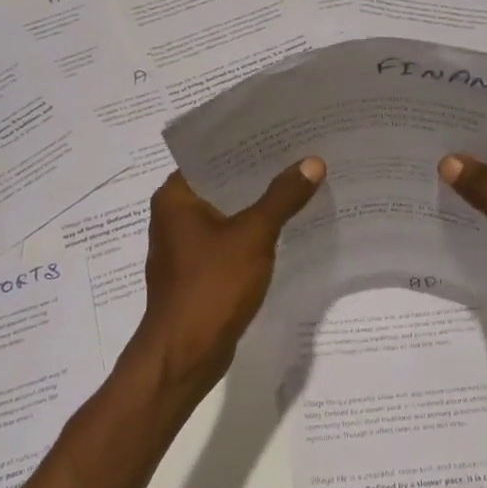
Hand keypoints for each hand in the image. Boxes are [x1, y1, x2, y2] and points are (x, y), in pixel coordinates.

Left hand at [128, 158, 325, 405]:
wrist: (185, 355)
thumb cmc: (211, 287)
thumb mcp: (253, 236)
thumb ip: (282, 198)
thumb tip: (312, 162)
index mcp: (175, 197)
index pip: (211, 155)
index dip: (246, 143)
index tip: (282, 132)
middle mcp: (173, 215)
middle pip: (221, 183)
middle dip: (259, 174)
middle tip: (300, 155)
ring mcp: (184, 246)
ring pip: (226, 213)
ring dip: (257, 204)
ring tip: (298, 185)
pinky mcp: (197, 271)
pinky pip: (228, 240)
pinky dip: (252, 232)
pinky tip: (284, 227)